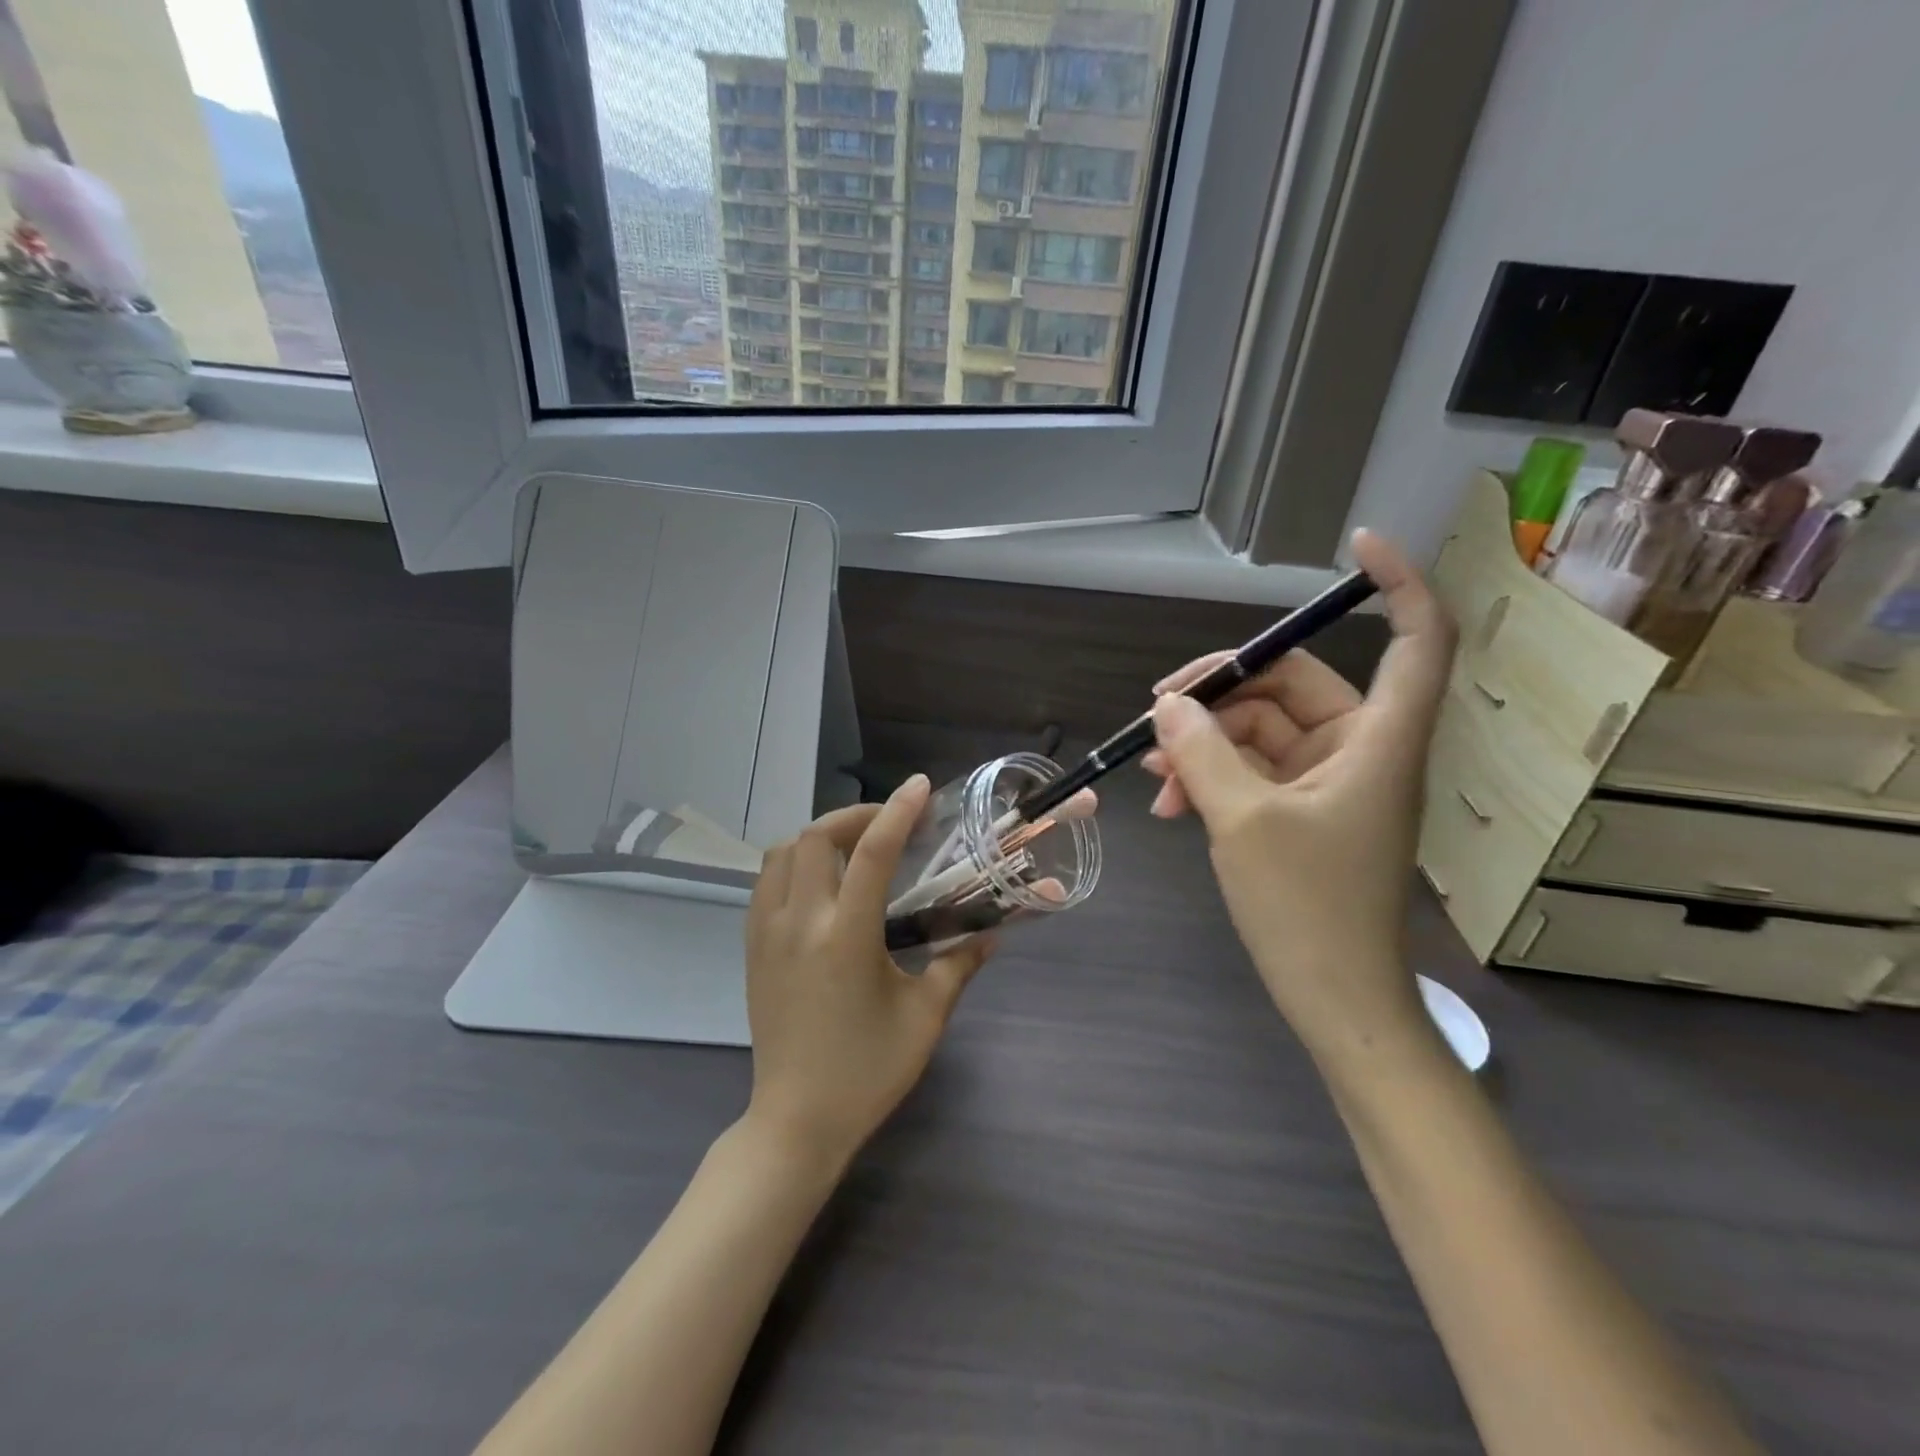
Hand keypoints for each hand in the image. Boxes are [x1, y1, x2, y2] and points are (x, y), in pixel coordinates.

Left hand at [743, 775, 992, 1166]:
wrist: (796, 1121)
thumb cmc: (866, 1072)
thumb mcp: (925, 1018)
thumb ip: (958, 966)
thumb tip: (992, 934)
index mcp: (845, 937)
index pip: (870, 853)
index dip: (897, 812)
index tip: (919, 786)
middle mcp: (799, 923)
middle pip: (814, 838)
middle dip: (854, 816)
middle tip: (889, 824)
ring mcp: (767, 933)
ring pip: (780, 853)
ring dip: (818, 837)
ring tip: (853, 848)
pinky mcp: (752, 948)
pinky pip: (765, 882)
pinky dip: (793, 863)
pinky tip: (821, 883)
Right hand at [1143, 530, 1454, 1063]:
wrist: (1332, 998)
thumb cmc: (1306, 908)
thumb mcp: (1241, 821)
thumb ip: (1202, 752)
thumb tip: (1169, 704)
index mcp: (1379, 738)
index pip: (1417, 637)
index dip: (1399, 583)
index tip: (1355, 546)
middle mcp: (1361, 747)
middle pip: (1292, 683)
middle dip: (1219, 695)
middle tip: (1155, 713)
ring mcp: (1331, 778)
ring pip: (1260, 729)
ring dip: (1203, 745)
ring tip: (1155, 779)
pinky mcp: (1304, 806)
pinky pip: (1253, 767)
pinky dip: (1214, 774)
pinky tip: (1172, 800)